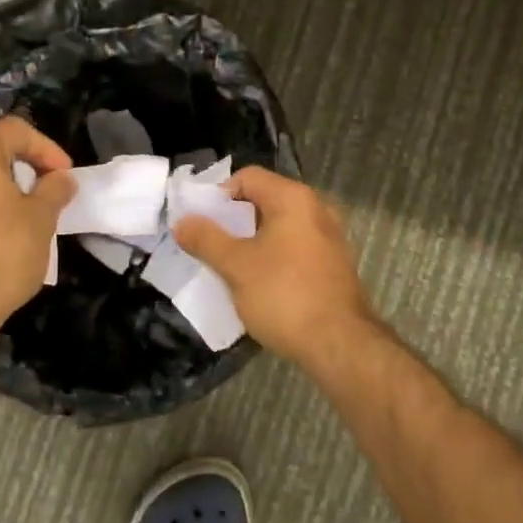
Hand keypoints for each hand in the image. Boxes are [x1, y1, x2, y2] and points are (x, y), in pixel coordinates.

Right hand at [173, 167, 377, 365]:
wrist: (340, 345)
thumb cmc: (284, 295)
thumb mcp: (236, 266)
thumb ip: (206, 239)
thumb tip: (182, 221)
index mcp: (293, 198)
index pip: (247, 177)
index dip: (218, 195)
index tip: (200, 223)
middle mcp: (316, 209)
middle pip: (263, 201)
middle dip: (232, 222)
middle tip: (209, 246)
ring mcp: (328, 238)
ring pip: (278, 228)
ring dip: (251, 243)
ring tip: (228, 267)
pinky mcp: (333, 264)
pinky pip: (294, 249)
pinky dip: (272, 258)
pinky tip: (257, 285)